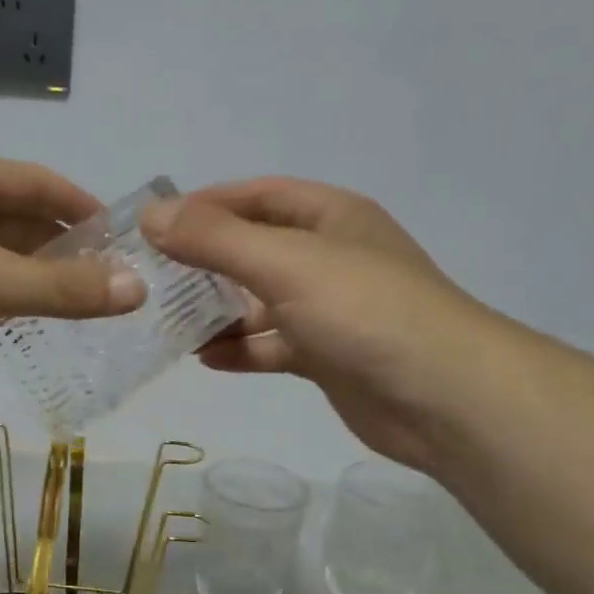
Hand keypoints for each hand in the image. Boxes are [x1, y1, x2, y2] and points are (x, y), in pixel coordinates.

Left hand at [0, 157, 145, 389]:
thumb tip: (138, 289)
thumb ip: (63, 288)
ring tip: (75, 307)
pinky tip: (18, 320)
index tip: (123, 242)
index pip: (41, 183)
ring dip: (32, 276)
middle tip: (106, 284)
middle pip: (19, 218)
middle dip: (63, 248)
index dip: (84, 209)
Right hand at [140, 178, 494, 469]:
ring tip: (169, 323)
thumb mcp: (285, 264)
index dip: (206, 205)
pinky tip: (207, 359)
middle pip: (256, 250)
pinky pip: (274, 346)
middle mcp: (331, 257)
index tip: (155, 225)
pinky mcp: (328, 356)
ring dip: (219, 311)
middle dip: (206, 262)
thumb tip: (152, 216)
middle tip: (153, 279)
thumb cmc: (364, 311)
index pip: (258, 196)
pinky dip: (242, 350)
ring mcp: (330, 310)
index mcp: (331, 217)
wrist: (441, 397)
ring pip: (261, 302)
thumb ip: (216, 240)